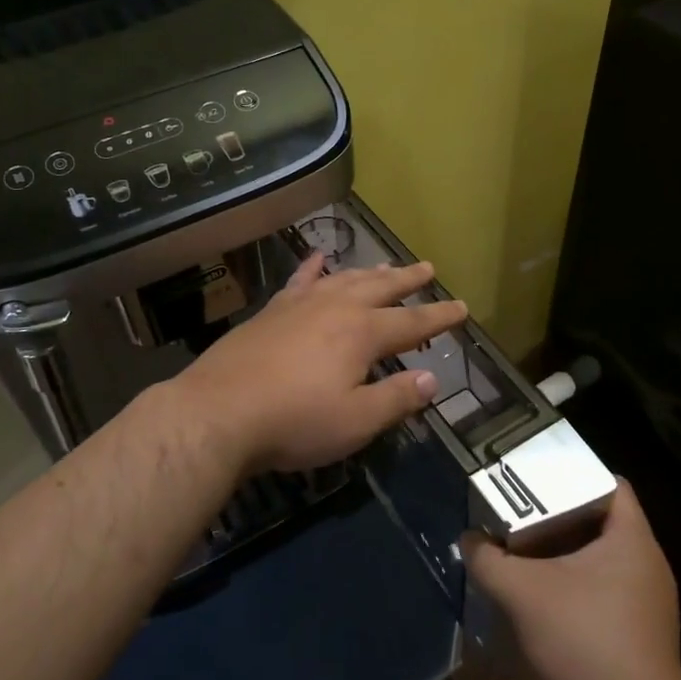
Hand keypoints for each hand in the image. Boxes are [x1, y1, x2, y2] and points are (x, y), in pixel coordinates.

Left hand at [164, 253, 467, 474]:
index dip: (440, 317)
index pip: (412, 323)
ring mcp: (300, 306)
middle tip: (428, 267)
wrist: (218, 412)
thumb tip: (432, 380)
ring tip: (386, 265)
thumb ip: (396, 399)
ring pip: (344, 279)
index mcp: (362, 333)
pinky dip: (312, 268)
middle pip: (380, 287)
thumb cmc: (294, 421)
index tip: (462, 308)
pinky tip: (319, 258)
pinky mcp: (271, 312)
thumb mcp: (355, 421)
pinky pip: (299, 281)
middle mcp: (335, 308)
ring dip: (369, 272)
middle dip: (408, 279)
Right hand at [463, 481, 680, 679]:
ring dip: (559, 554)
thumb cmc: (587, 645)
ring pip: (596, 559)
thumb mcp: (524, 595)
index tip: (534, 474)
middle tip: (516, 509)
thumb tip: (467, 538)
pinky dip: (569, 585)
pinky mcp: (635, 635)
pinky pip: (599, 591)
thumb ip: (490, 561)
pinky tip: (535, 596)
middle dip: (556, 514)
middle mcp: (646, 564)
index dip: (572, 472)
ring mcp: (644, 603)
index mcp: (633, 539)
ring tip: (518, 548)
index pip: (609, 483)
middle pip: (598, 520)